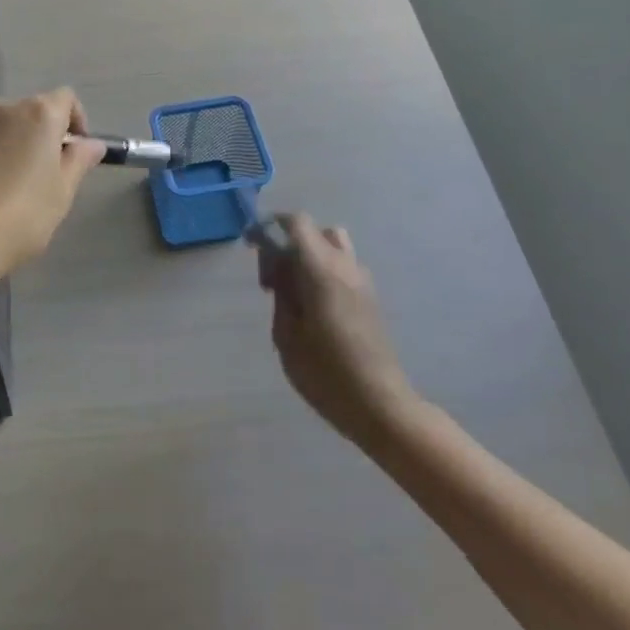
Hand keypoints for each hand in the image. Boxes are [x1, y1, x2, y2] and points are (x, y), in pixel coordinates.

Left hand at [0, 89, 106, 279]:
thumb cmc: (21, 215)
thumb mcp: (62, 191)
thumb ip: (79, 161)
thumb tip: (91, 144)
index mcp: (39, 113)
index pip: (67, 99)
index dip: (78, 122)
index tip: (78, 155)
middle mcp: (7, 107)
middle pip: (38, 110)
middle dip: (51, 135)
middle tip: (55, 176)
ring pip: (13, 126)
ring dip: (25, 145)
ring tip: (26, 186)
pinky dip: (3, 154)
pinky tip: (0, 189)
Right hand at [260, 214, 416, 446]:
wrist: (380, 405)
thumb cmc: (325, 372)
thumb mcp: (287, 334)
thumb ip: (282, 293)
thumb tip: (279, 270)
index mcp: (321, 269)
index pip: (295, 223)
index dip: (269, 227)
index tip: (250, 247)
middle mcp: (345, 266)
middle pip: (314, 231)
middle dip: (287, 245)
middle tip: (271, 282)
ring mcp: (363, 282)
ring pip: (332, 248)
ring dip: (308, 257)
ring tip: (292, 292)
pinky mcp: (370, 299)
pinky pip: (342, 268)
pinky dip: (323, 273)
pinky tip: (312, 308)